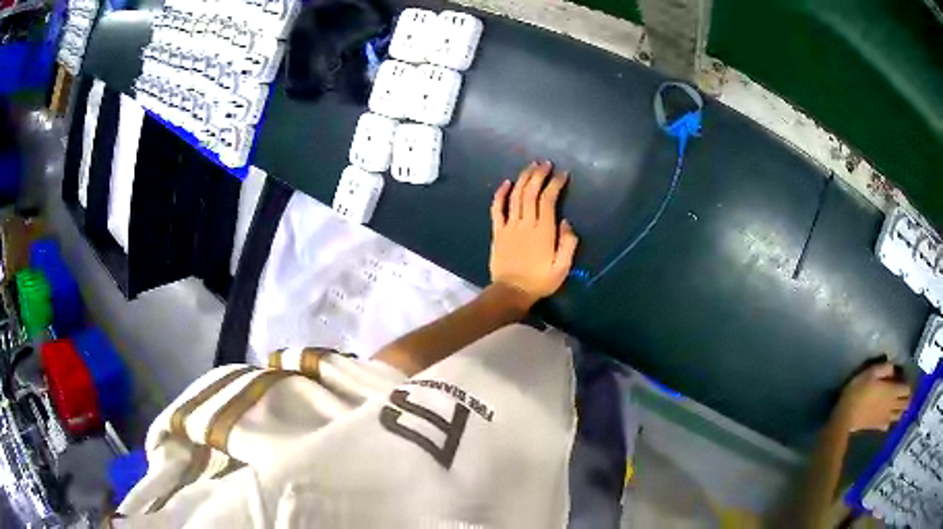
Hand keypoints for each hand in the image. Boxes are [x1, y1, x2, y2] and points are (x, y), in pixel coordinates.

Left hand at [489, 161, 578, 309]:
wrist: (511, 292)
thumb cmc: (540, 281)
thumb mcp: (563, 268)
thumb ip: (568, 244)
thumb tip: (567, 222)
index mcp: (544, 231)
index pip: (549, 200)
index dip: (555, 184)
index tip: (562, 174)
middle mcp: (526, 223)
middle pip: (531, 192)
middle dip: (539, 175)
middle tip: (546, 163)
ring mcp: (509, 226)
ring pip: (516, 196)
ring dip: (523, 179)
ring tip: (531, 166)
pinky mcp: (498, 231)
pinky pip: (497, 208)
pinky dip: (501, 194)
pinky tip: (506, 182)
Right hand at [833, 363, 910, 432]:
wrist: (846, 416)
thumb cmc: (859, 391)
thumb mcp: (871, 372)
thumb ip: (885, 368)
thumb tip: (893, 368)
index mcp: (892, 391)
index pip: (906, 389)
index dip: (908, 384)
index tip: (906, 379)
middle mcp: (892, 405)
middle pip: (904, 403)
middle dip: (907, 399)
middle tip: (907, 394)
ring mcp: (885, 417)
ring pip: (898, 416)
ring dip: (901, 411)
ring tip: (901, 406)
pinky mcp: (878, 426)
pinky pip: (888, 425)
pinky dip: (890, 421)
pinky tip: (888, 419)